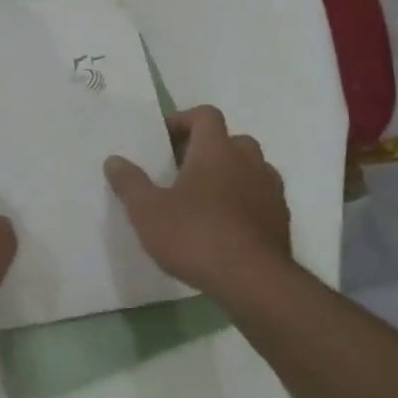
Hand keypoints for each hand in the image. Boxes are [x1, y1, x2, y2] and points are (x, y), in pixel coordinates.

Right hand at [103, 105, 291, 295]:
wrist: (254, 283)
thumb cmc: (195, 236)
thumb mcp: (147, 212)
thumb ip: (130, 183)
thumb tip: (114, 160)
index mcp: (216, 150)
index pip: (205, 115)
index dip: (184, 121)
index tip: (165, 142)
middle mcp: (248, 161)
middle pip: (231, 140)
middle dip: (209, 150)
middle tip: (183, 171)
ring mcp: (270, 190)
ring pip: (251, 168)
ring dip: (231, 175)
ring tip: (205, 201)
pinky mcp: (282, 220)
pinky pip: (262, 198)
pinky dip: (246, 202)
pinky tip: (226, 228)